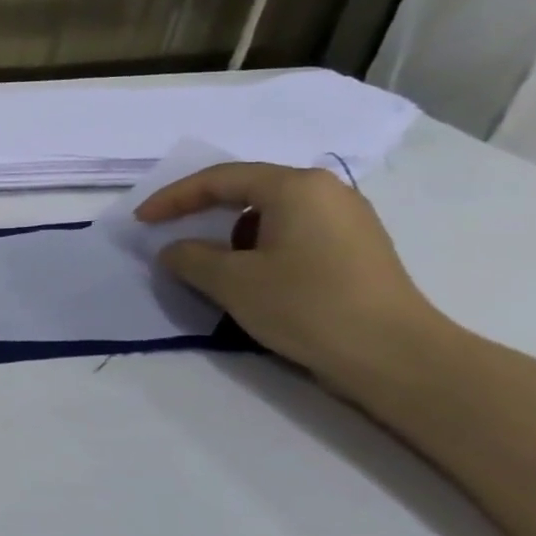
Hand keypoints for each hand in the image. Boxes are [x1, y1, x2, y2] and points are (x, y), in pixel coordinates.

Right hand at [134, 162, 442, 394]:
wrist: (394, 355)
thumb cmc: (307, 306)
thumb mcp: (231, 281)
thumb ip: (190, 258)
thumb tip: (175, 250)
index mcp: (295, 188)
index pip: (219, 179)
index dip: (173, 197)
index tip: (141, 220)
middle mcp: (326, 192)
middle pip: (247, 188)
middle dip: (201, 209)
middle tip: (166, 228)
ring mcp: (347, 219)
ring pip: (270, 212)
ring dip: (229, 231)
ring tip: (207, 260)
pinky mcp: (355, 248)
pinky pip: (291, 231)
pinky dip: (258, 244)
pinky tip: (249, 273)